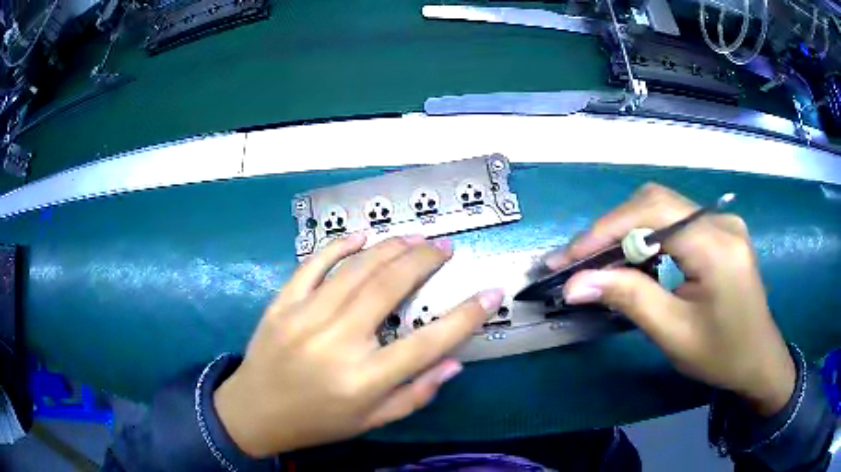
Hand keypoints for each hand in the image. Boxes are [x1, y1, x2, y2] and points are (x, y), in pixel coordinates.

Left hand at [214, 234, 502, 456]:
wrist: (255, 411)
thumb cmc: (318, 421)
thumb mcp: (372, 421)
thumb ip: (415, 394)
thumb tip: (454, 362)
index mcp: (363, 380)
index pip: (427, 343)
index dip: (465, 316)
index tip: (490, 291)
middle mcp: (336, 343)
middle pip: (389, 289)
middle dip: (424, 261)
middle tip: (444, 247)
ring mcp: (304, 318)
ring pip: (355, 270)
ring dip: (390, 247)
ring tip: (415, 237)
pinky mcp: (281, 304)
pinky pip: (312, 265)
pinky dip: (339, 246)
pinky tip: (362, 235)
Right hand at [546, 183, 794, 415]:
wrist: (757, 359)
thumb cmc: (720, 355)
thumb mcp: (673, 333)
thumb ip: (629, 299)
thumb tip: (576, 284)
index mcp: (717, 246)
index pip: (653, 213)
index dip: (606, 229)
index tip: (569, 258)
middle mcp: (720, 221)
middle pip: (655, 201)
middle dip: (612, 228)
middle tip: (579, 260)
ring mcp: (722, 222)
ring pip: (663, 207)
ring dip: (627, 230)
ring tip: (599, 260)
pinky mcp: (719, 230)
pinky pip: (675, 220)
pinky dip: (647, 235)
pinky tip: (634, 258)